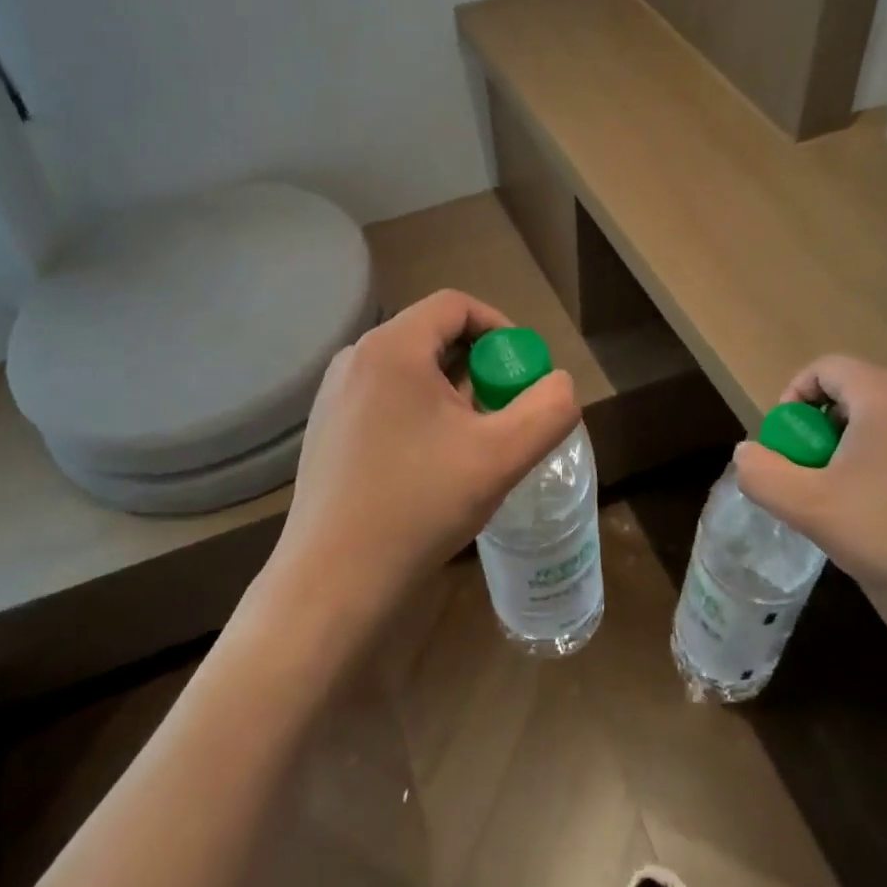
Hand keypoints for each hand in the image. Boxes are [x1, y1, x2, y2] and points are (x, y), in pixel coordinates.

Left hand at [270, 289, 579, 628]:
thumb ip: (548, 410)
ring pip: (410, 371)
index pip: (455, 305)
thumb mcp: (501, 456)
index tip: (522, 372)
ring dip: (451, 393)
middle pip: (432, 336)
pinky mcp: (327, 431)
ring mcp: (334, 396)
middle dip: (479, 366)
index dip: (500, 328)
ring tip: (473, 442)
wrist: (334, 582)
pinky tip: (432, 465)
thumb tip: (559, 383)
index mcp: (392, 348)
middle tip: (504, 411)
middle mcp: (355, 359)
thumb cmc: (419, 506)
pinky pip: (386, 400)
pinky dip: (420, 414)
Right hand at [732, 356, 886, 636]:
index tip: (787, 444)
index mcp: (886, 395)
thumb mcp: (808, 508)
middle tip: (814, 477)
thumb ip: (762, 474)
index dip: (793, 397)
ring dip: (859, 451)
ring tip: (853, 504)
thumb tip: (748, 454)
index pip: (826, 368)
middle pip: (858, 394)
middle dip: (824, 430)